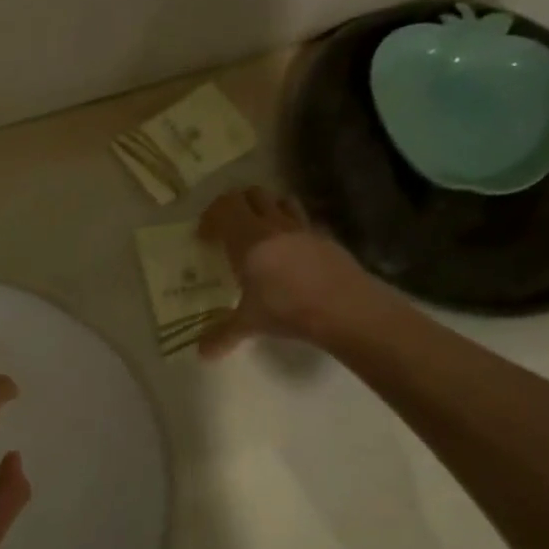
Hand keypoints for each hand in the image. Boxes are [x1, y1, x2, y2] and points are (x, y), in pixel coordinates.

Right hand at [197, 186, 379, 355]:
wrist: (345, 308)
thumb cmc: (287, 309)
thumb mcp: (250, 323)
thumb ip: (223, 334)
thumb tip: (203, 354)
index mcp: (248, 238)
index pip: (225, 206)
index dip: (211, 215)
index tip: (205, 237)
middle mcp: (274, 225)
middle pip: (252, 194)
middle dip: (238, 206)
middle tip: (229, 229)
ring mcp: (304, 229)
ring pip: (281, 201)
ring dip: (267, 209)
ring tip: (261, 235)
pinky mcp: (327, 239)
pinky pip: (305, 222)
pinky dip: (293, 229)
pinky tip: (292, 254)